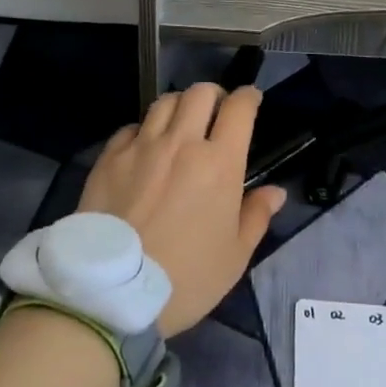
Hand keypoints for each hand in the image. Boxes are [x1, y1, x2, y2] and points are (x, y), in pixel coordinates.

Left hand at [78, 84, 286, 335]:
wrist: (112, 293)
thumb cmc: (185, 279)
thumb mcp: (234, 257)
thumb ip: (256, 217)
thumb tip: (275, 191)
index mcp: (219, 163)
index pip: (239, 109)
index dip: (249, 97)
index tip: (251, 100)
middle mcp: (182, 143)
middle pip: (200, 93)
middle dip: (214, 95)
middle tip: (216, 112)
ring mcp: (142, 147)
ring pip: (164, 102)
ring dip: (179, 106)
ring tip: (180, 124)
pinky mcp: (110, 158)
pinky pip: (131, 127)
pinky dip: (143, 130)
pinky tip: (144, 148)